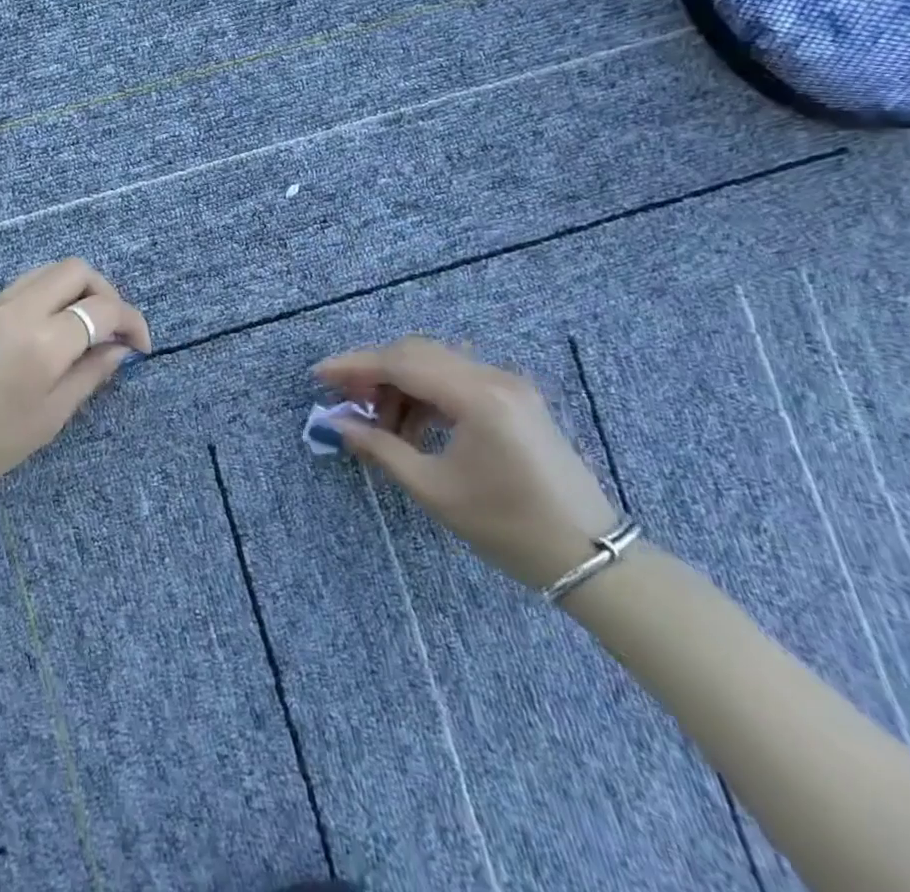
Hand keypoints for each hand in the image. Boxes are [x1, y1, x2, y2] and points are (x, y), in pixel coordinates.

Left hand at [0, 260, 151, 503]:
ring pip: (50, 271)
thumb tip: (118, 349)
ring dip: (77, 290)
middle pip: (77, 270)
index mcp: (44, 340)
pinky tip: (54, 329)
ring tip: (87, 329)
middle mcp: (22, 308)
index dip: (132, 322)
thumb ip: (89, 376)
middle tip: (113, 331)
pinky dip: (51, 294)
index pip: (103, 308)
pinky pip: (27, 284)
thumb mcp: (48, 419)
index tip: (140, 347)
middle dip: (106, 293)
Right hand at [314, 337, 618, 589]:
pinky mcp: (515, 397)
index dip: (354, 366)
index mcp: (477, 396)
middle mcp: (493, 377)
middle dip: (374, 371)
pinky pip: (457, 377)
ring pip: (435, 362)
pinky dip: (426, 392)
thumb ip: (381, 448)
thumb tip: (338, 424)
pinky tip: (413, 425)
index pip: (401, 363)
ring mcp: (509, 384)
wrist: (591, 556)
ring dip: (400, 383)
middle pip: (416, 352)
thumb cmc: (508, 527)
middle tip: (345, 399)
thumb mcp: (435, 490)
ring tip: (380, 423)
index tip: (319, 376)